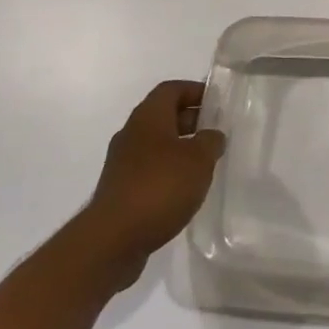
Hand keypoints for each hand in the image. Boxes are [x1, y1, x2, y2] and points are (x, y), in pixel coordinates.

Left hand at [82, 81, 224, 280]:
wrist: (112, 240)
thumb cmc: (159, 187)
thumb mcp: (198, 160)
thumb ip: (210, 141)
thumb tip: (212, 135)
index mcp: (148, 116)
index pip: (172, 89)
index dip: (195, 90)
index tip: (217, 102)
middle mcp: (132, 133)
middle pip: (163, 115)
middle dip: (191, 120)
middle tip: (216, 133)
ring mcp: (122, 163)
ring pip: (156, 144)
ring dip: (180, 148)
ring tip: (205, 163)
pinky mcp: (120, 190)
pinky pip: (149, 169)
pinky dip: (168, 172)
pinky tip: (184, 190)